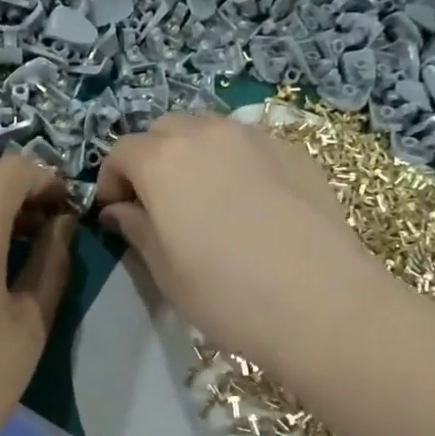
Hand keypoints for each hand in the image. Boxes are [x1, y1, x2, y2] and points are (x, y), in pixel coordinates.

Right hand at [98, 114, 434, 367]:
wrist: (323, 304)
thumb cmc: (228, 295)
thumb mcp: (166, 271)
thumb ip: (136, 229)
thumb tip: (119, 210)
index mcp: (164, 161)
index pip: (121, 153)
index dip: (111, 182)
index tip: (117, 215)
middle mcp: (207, 134)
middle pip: (164, 131)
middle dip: (150, 160)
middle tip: (157, 205)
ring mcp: (256, 138)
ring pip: (208, 132)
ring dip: (192, 157)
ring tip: (204, 201)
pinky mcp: (294, 152)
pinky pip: (248, 145)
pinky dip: (234, 163)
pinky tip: (250, 204)